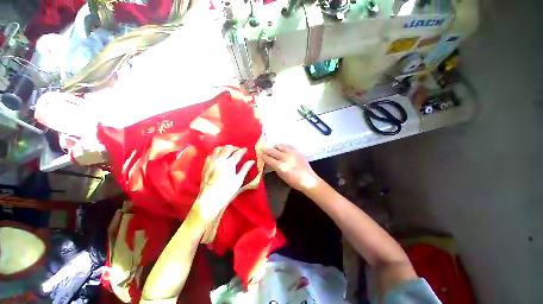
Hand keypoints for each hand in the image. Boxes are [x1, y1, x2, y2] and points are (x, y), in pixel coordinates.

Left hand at [196, 145, 254, 220]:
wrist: (210, 199)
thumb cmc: (227, 191)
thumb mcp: (238, 180)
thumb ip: (245, 169)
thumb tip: (252, 161)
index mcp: (229, 164)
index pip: (237, 154)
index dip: (242, 150)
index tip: (246, 149)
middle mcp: (219, 160)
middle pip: (227, 149)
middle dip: (234, 147)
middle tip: (238, 149)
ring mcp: (211, 162)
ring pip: (218, 149)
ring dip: (224, 148)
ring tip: (229, 151)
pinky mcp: (205, 166)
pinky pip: (210, 155)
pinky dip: (216, 153)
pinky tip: (218, 156)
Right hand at [261, 144, 319, 191]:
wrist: (308, 180)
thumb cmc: (294, 181)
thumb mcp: (281, 175)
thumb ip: (275, 167)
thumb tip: (270, 161)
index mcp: (280, 166)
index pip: (268, 158)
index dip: (263, 156)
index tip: (260, 154)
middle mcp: (285, 157)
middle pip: (273, 150)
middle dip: (266, 149)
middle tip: (262, 148)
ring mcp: (292, 153)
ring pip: (280, 145)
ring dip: (274, 146)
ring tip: (272, 147)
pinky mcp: (297, 151)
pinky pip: (288, 146)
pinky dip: (283, 146)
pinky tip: (282, 148)